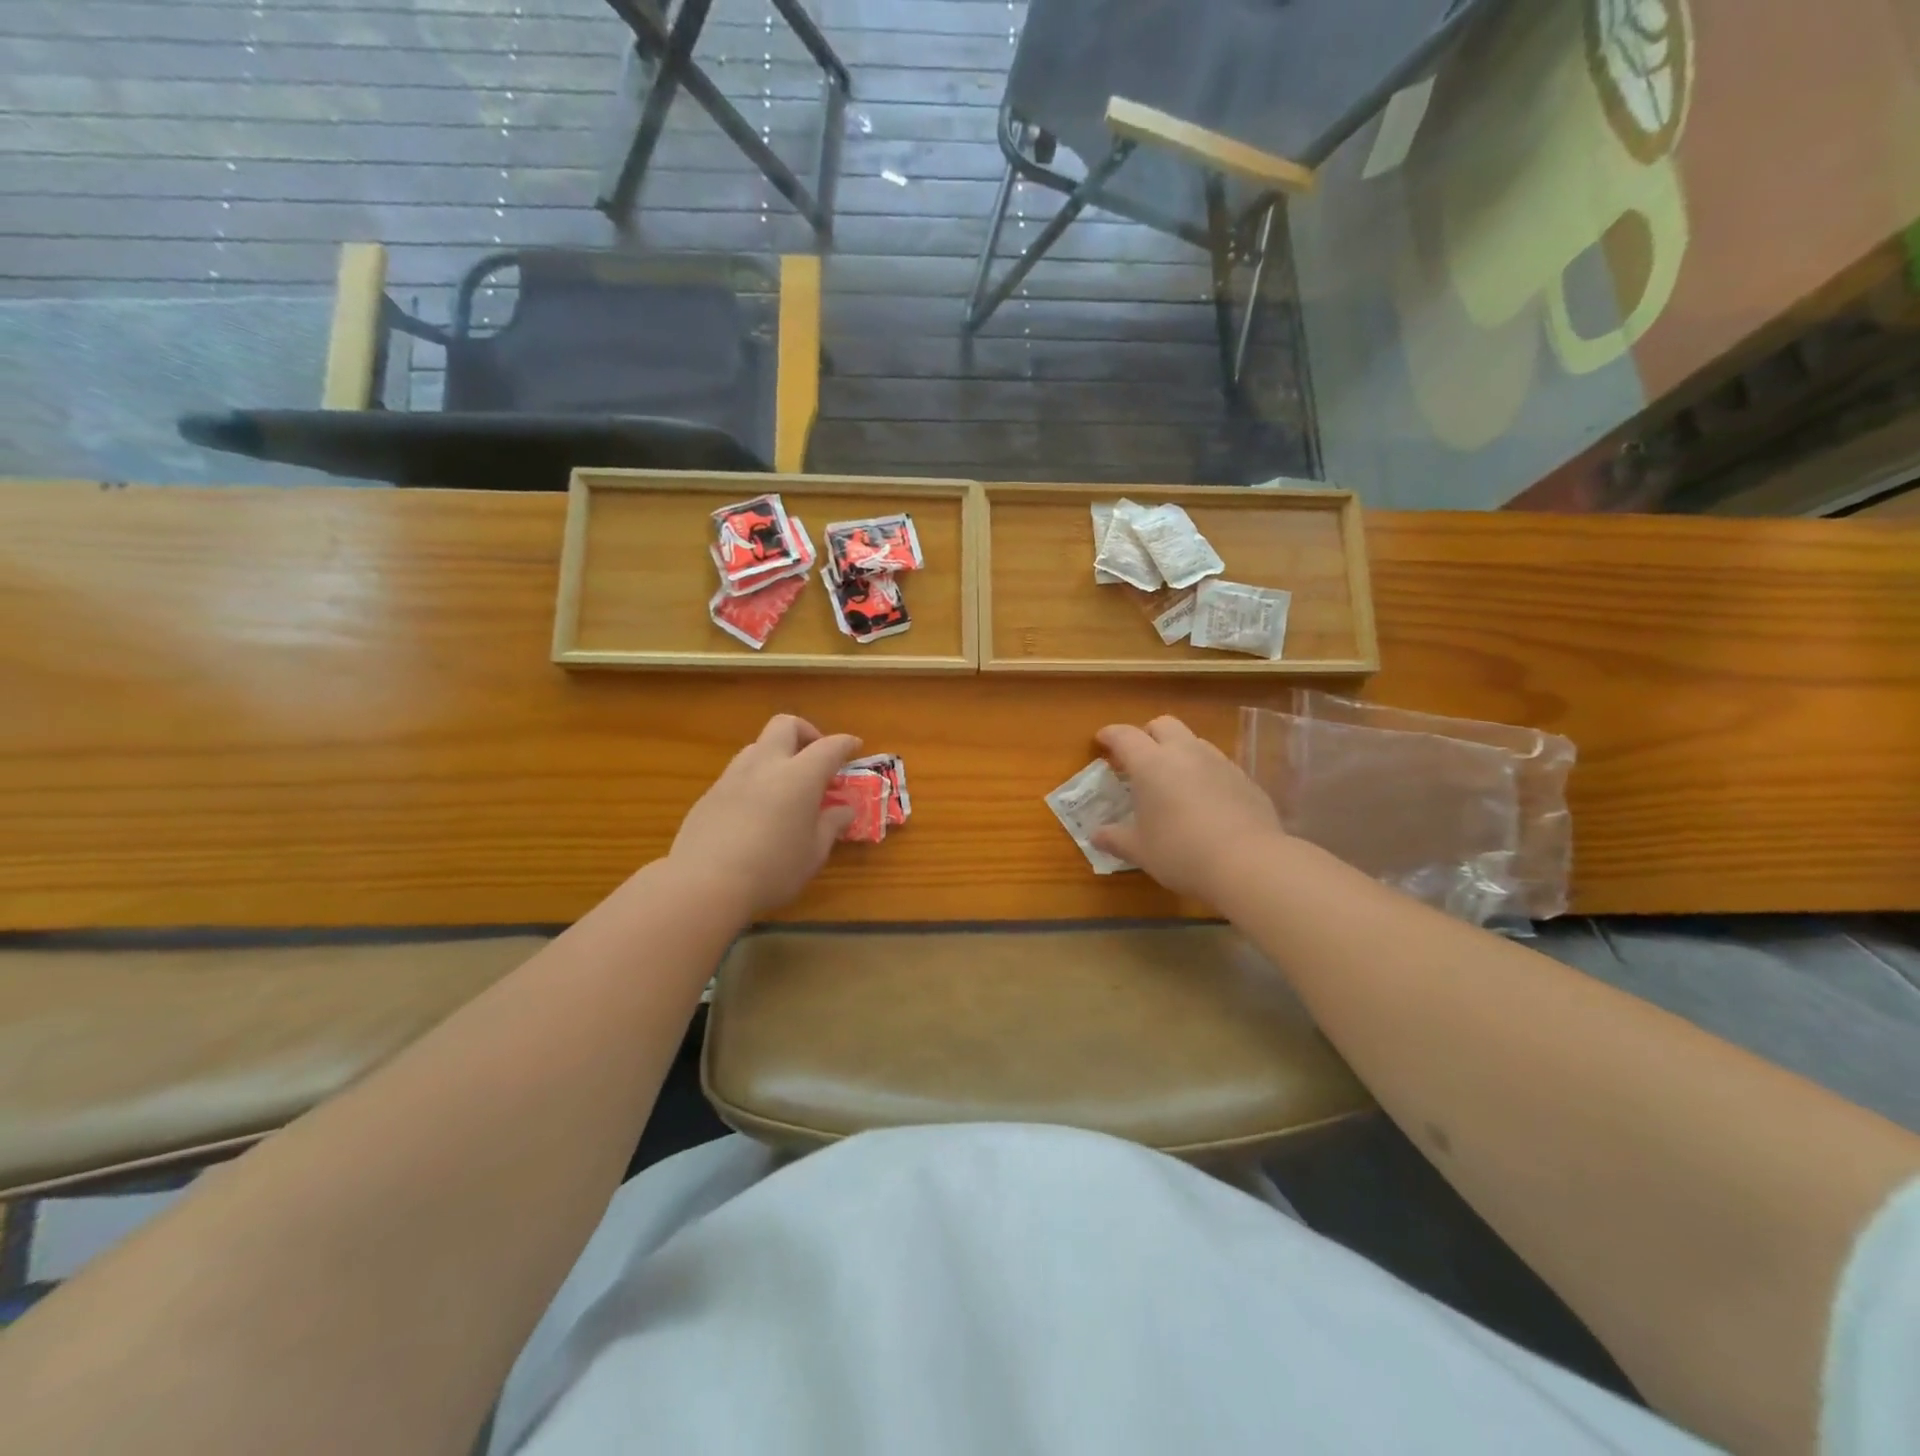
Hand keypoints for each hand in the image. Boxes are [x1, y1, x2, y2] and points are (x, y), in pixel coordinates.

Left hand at [668, 714, 861, 918]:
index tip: (855, 747)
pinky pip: (738, 773)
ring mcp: (733, 777)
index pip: (829, 747)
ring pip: (757, 746)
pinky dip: (755, 778)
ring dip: (777, 754)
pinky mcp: (710, 794)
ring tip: (786, 784)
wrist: (705, 884)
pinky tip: (757, 809)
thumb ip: (831, 825)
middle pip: (785, 725)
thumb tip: (844, 809)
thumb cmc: (773, 869)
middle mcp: (765, 765)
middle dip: (806, 732)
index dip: (845, 743)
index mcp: (799, 776)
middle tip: (816, 756)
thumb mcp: (814, 852)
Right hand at [1091, 716, 1284, 901]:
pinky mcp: (1244, 778)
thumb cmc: (1181, 852)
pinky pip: (1217, 764)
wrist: (1249, 863)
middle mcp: (1185, 752)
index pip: (1124, 736)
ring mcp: (1219, 762)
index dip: (1110, 735)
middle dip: (1146, 735)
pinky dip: (1203, 772)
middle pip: (1162, 724)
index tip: (1101, 741)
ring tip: (1172, 780)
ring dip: (1177, 751)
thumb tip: (1097, 836)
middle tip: (1137, 760)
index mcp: (1151, 764)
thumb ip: (1115, 838)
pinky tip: (1203, 800)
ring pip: (1193, 741)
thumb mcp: (1140, 850)